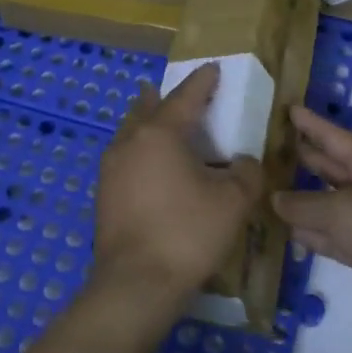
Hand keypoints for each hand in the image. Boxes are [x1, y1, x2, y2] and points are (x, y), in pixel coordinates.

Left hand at [94, 65, 262, 310]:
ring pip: (132, 133)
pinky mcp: (105, 195)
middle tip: (179, 93)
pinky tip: (152, 168)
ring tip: (162, 124)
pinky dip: (142, 151)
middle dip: (165, 98)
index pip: (185, 96)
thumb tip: (245, 162)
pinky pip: (126, 159)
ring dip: (149, 124)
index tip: (213, 69)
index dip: (202, 82)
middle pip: (148, 108)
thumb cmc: (187, 233)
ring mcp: (111, 169)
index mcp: (160, 133)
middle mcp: (130, 142)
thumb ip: (246, 173)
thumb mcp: (232, 201)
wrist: (136, 284)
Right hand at [272, 106, 351, 338]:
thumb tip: (275, 199)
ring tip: (273, 189)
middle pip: (334, 167)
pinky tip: (290, 232)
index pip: (336, 136)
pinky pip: (335, 234)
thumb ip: (301, 204)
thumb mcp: (337, 211)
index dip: (312, 124)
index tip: (290, 109)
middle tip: (276, 146)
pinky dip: (314, 232)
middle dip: (308, 157)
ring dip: (305, 199)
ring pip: (332, 203)